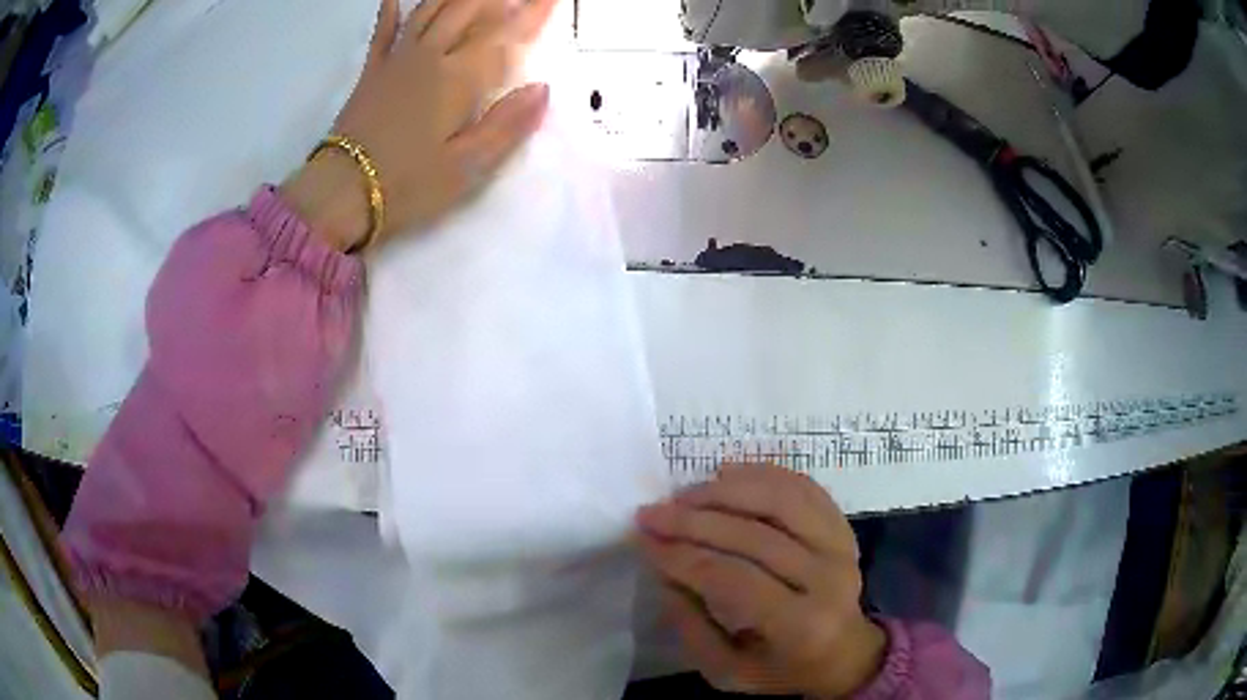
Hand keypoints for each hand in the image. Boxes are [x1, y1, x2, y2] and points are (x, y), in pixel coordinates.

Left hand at [281, 0, 556, 250]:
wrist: (340, 193)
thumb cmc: (407, 185)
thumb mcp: (467, 167)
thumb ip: (507, 126)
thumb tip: (542, 89)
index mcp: (458, 79)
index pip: (503, 35)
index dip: (531, 14)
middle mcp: (429, 57)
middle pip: (466, 11)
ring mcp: (396, 61)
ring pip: (429, 11)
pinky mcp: (371, 73)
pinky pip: (383, 33)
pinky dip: (389, 12)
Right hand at [636, 464, 886, 698]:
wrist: (842, 653)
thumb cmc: (779, 668)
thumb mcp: (726, 670)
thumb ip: (690, 626)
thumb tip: (664, 569)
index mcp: (801, 625)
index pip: (735, 579)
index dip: (684, 557)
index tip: (644, 541)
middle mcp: (829, 578)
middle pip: (756, 535)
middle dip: (693, 521)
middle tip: (652, 513)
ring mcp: (841, 545)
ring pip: (781, 499)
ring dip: (726, 490)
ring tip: (685, 494)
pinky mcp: (842, 525)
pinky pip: (802, 487)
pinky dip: (763, 474)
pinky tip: (727, 474)